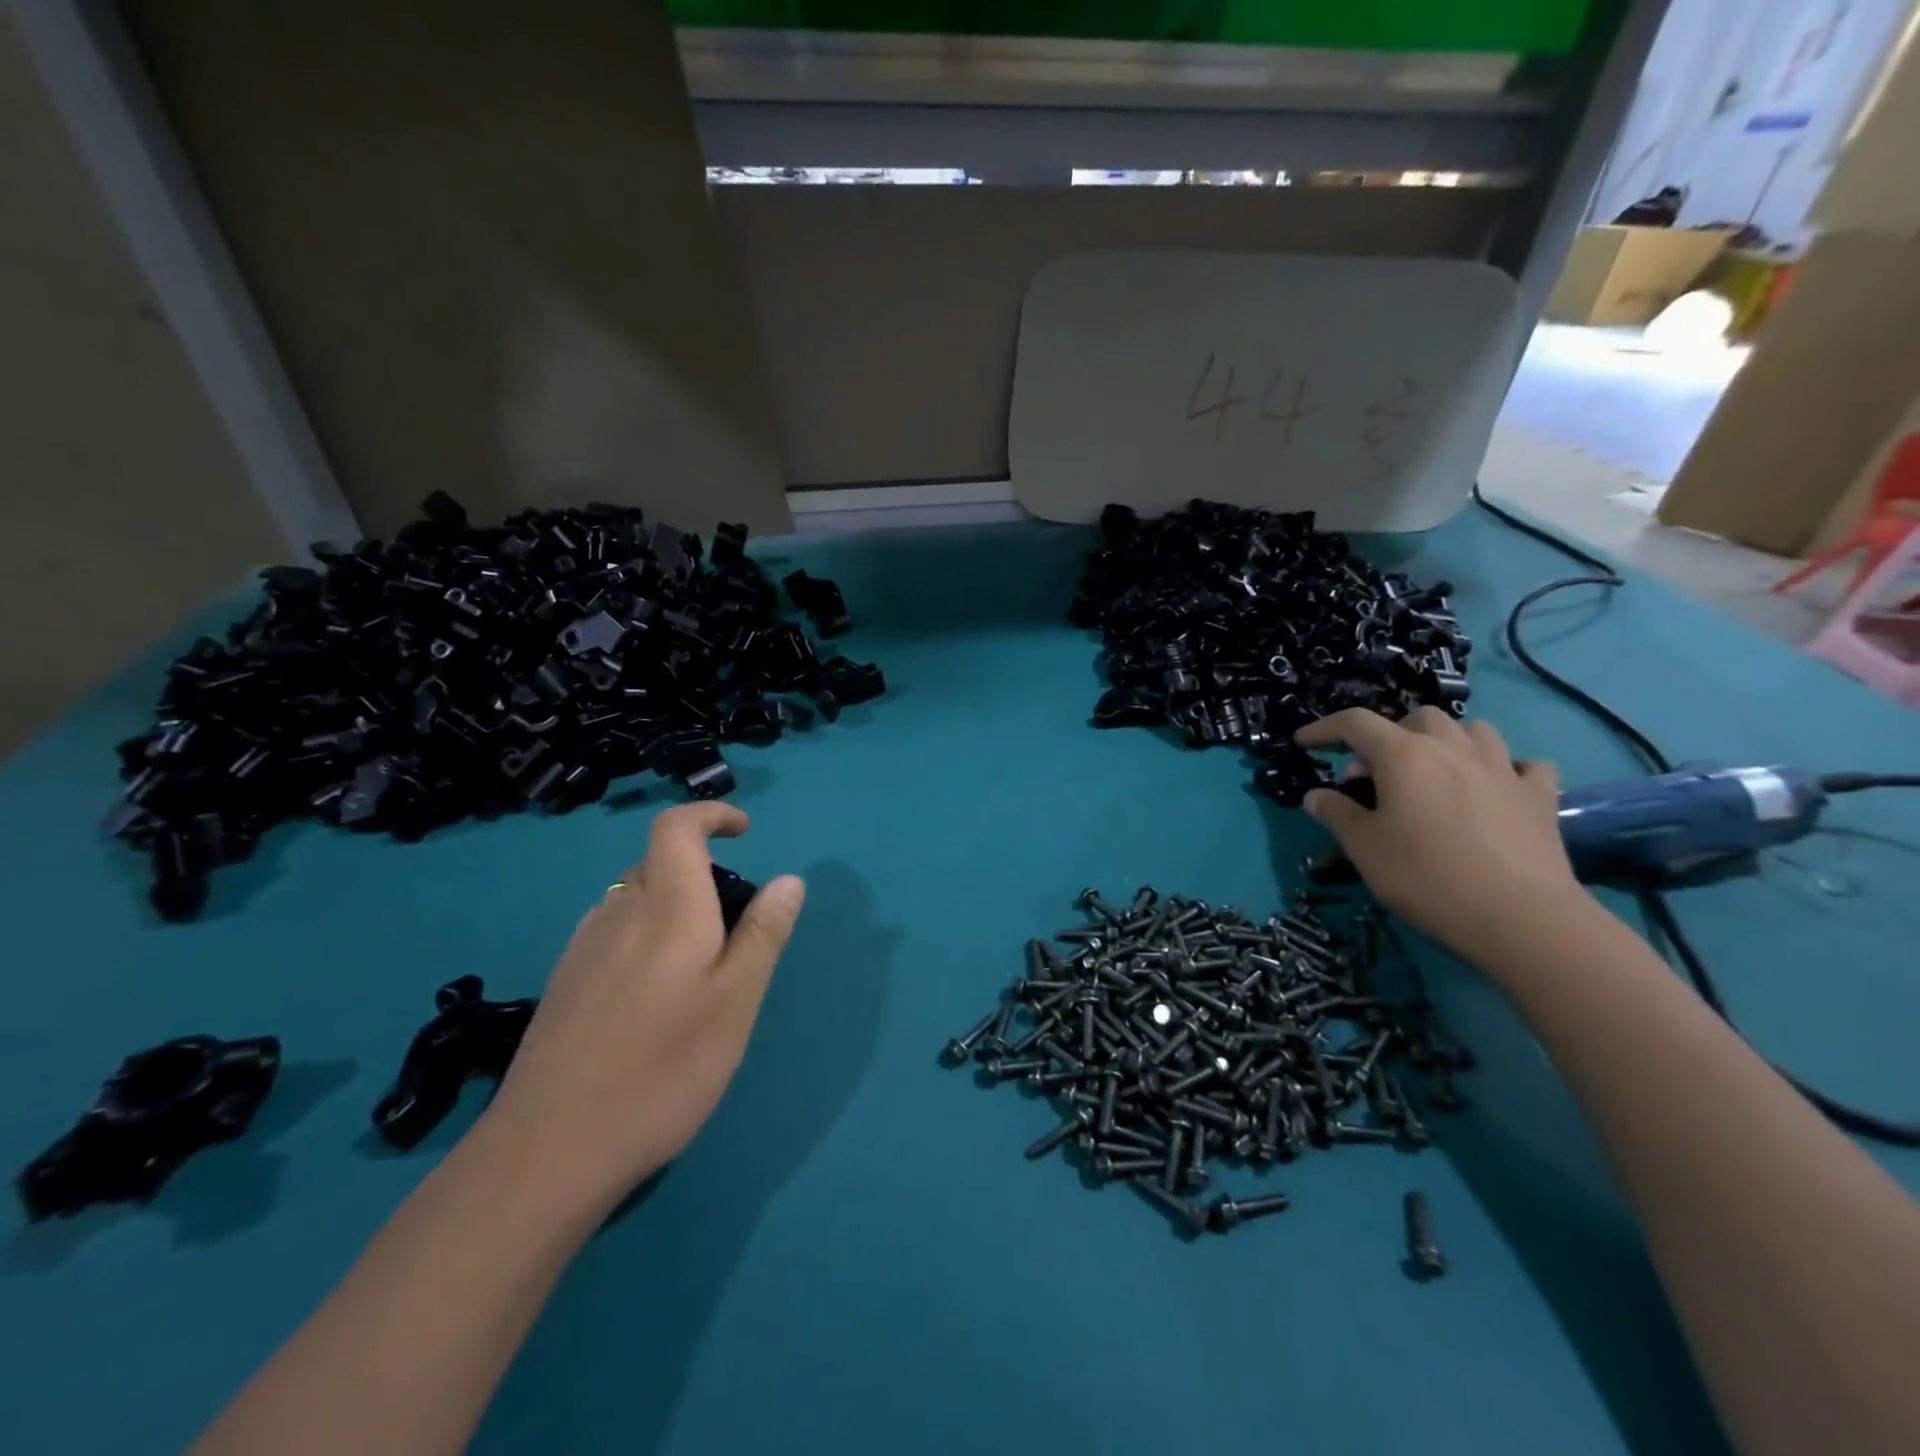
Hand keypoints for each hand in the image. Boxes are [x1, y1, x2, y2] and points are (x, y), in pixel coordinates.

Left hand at [486, 803, 804, 1207]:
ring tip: (700, 967)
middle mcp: (619, 912)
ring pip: (635, 899)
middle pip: (658, 862)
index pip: (677, 827)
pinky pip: (614, 931)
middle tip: (737, 926)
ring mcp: (583, 947)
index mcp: (667, 907)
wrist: (549, 1150)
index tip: (745, 832)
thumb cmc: (662, 1068)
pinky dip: (645, 935)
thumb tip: (789, 879)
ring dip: (673, 905)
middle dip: (702, 871)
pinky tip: (653, 996)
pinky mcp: (564, 982)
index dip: (710, 815)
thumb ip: (763, 934)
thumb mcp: (736, 1002)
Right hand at [1295, 708, 1588, 966]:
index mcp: (1404, 755)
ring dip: (1447, 742)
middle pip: (1417, 719)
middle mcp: (1453, 748)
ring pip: (1473, 731)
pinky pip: (1523, 765)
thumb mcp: (1363, 847)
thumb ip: (1336, 813)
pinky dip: (1505, 769)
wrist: (1519, 916)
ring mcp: (1502, 768)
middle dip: (1391, 735)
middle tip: (1376, 773)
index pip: (1355, 723)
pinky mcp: (1539, 797)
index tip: (1304, 742)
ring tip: (1435, 772)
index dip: (1324, 728)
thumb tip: (1316, 795)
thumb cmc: (1426, 875)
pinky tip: (1495, 788)